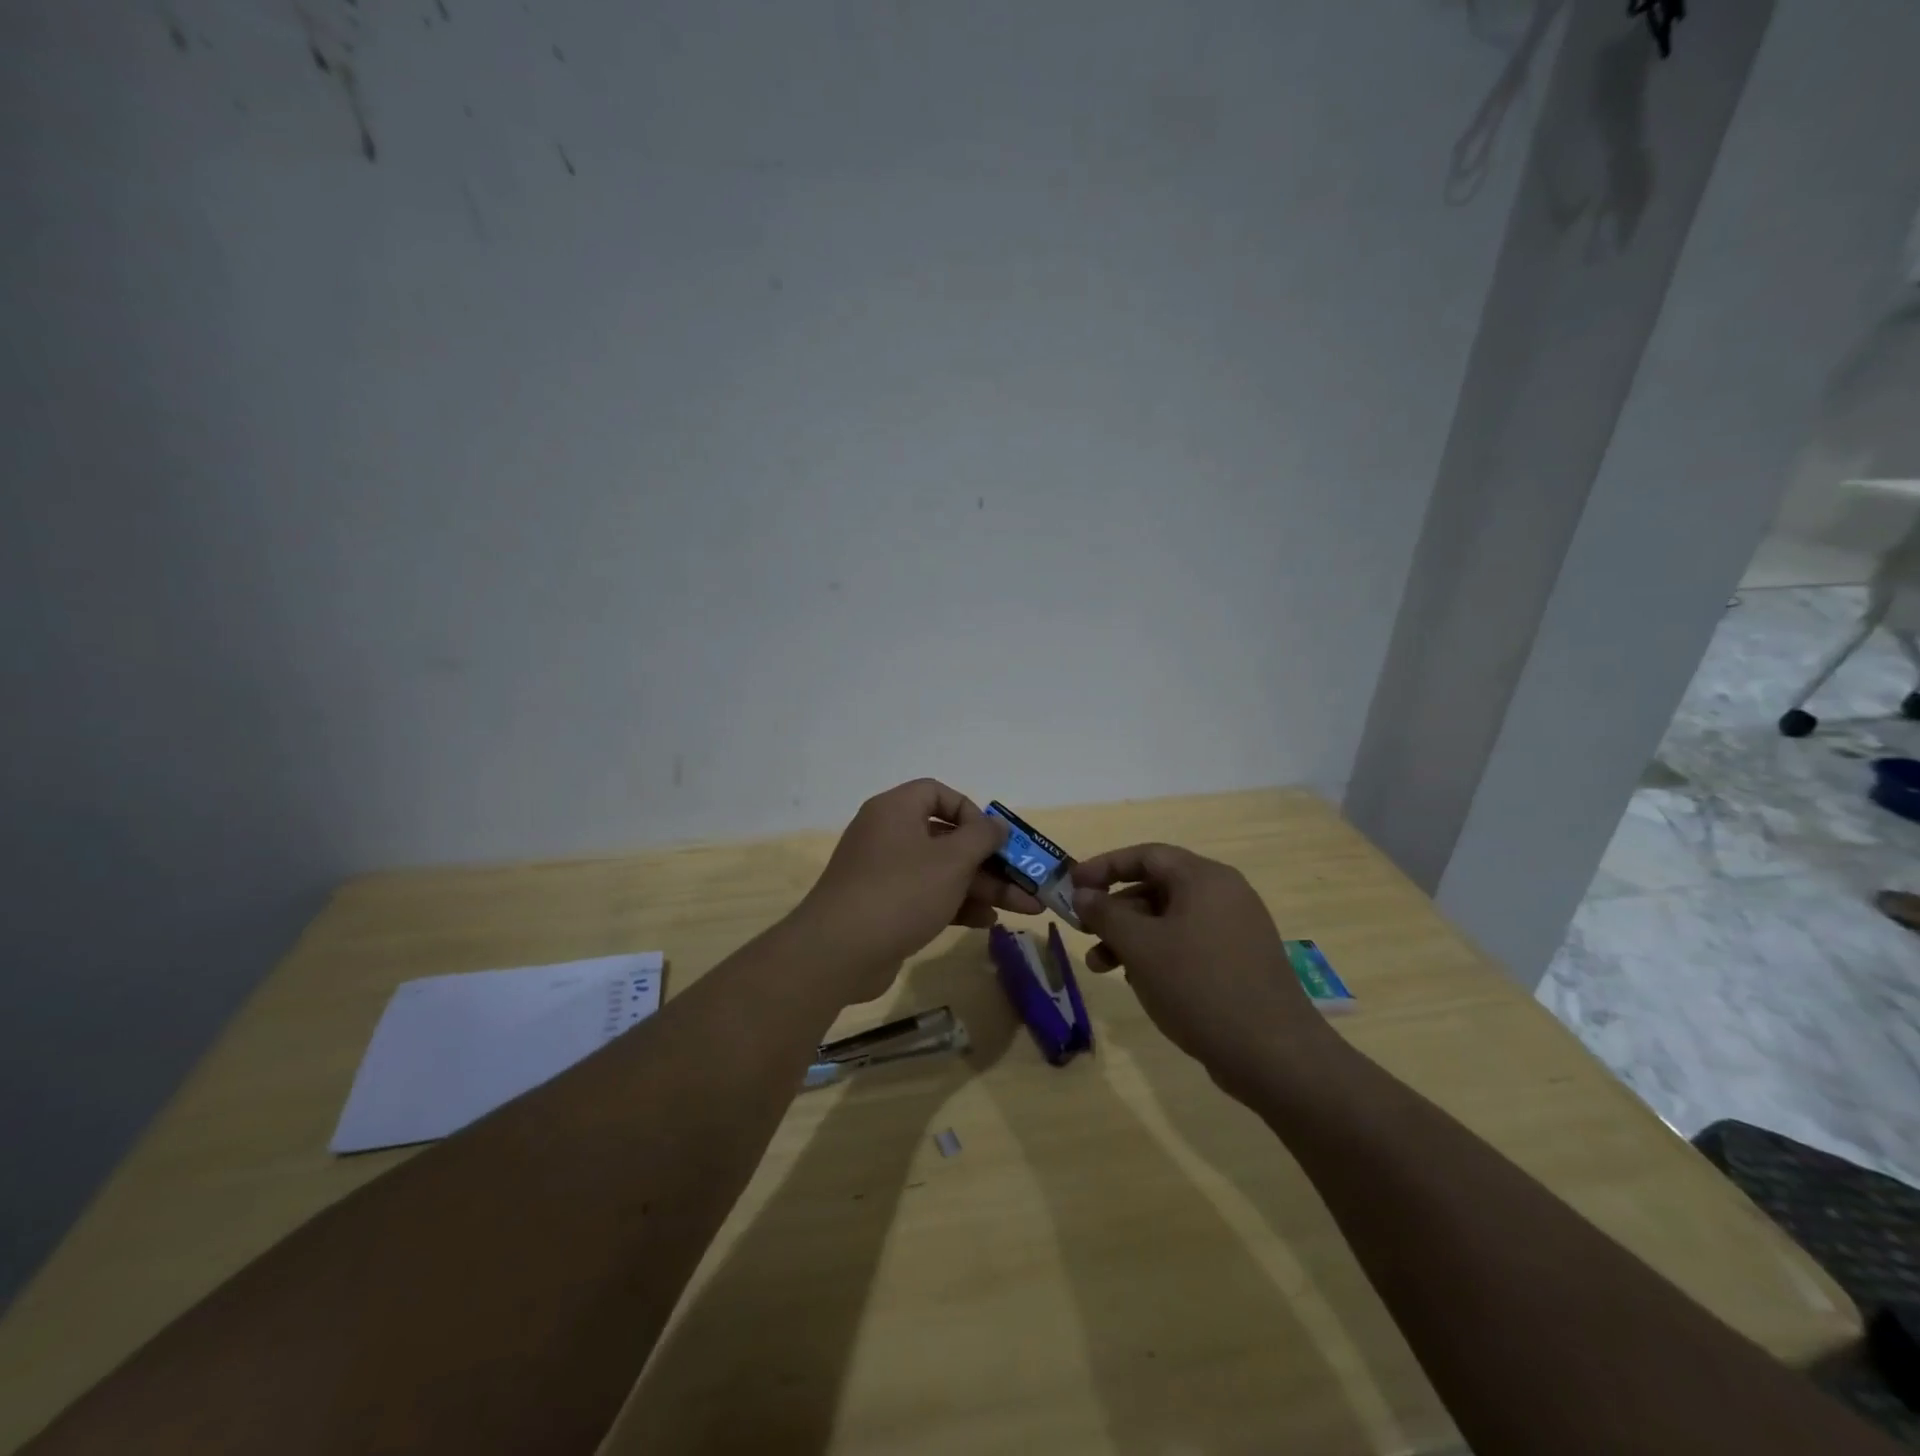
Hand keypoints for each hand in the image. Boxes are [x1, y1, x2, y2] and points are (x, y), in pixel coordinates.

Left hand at [794, 780, 1042, 999]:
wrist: (838, 952)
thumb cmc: (900, 892)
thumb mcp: (951, 861)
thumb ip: (981, 837)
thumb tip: (995, 824)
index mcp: (895, 810)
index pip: (937, 793)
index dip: (970, 811)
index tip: (993, 837)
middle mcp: (888, 835)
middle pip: (947, 838)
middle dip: (990, 861)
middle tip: (1025, 881)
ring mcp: (884, 873)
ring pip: (942, 872)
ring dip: (982, 887)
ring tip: (1023, 908)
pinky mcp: (885, 907)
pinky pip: (928, 896)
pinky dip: (957, 905)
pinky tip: (988, 922)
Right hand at [1070, 843, 1333, 1093]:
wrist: (1273, 1054)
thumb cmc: (1199, 986)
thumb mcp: (1141, 947)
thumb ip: (1106, 914)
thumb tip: (1083, 894)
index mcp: (1204, 878)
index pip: (1146, 855)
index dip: (1105, 866)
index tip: (1073, 885)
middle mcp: (1224, 894)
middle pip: (1157, 887)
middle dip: (1115, 910)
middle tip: (1083, 931)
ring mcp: (1235, 929)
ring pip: (1169, 920)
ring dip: (1131, 937)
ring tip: (1100, 966)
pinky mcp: (1240, 961)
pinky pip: (1188, 943)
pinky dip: (1158, 954)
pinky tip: (1138, 981)